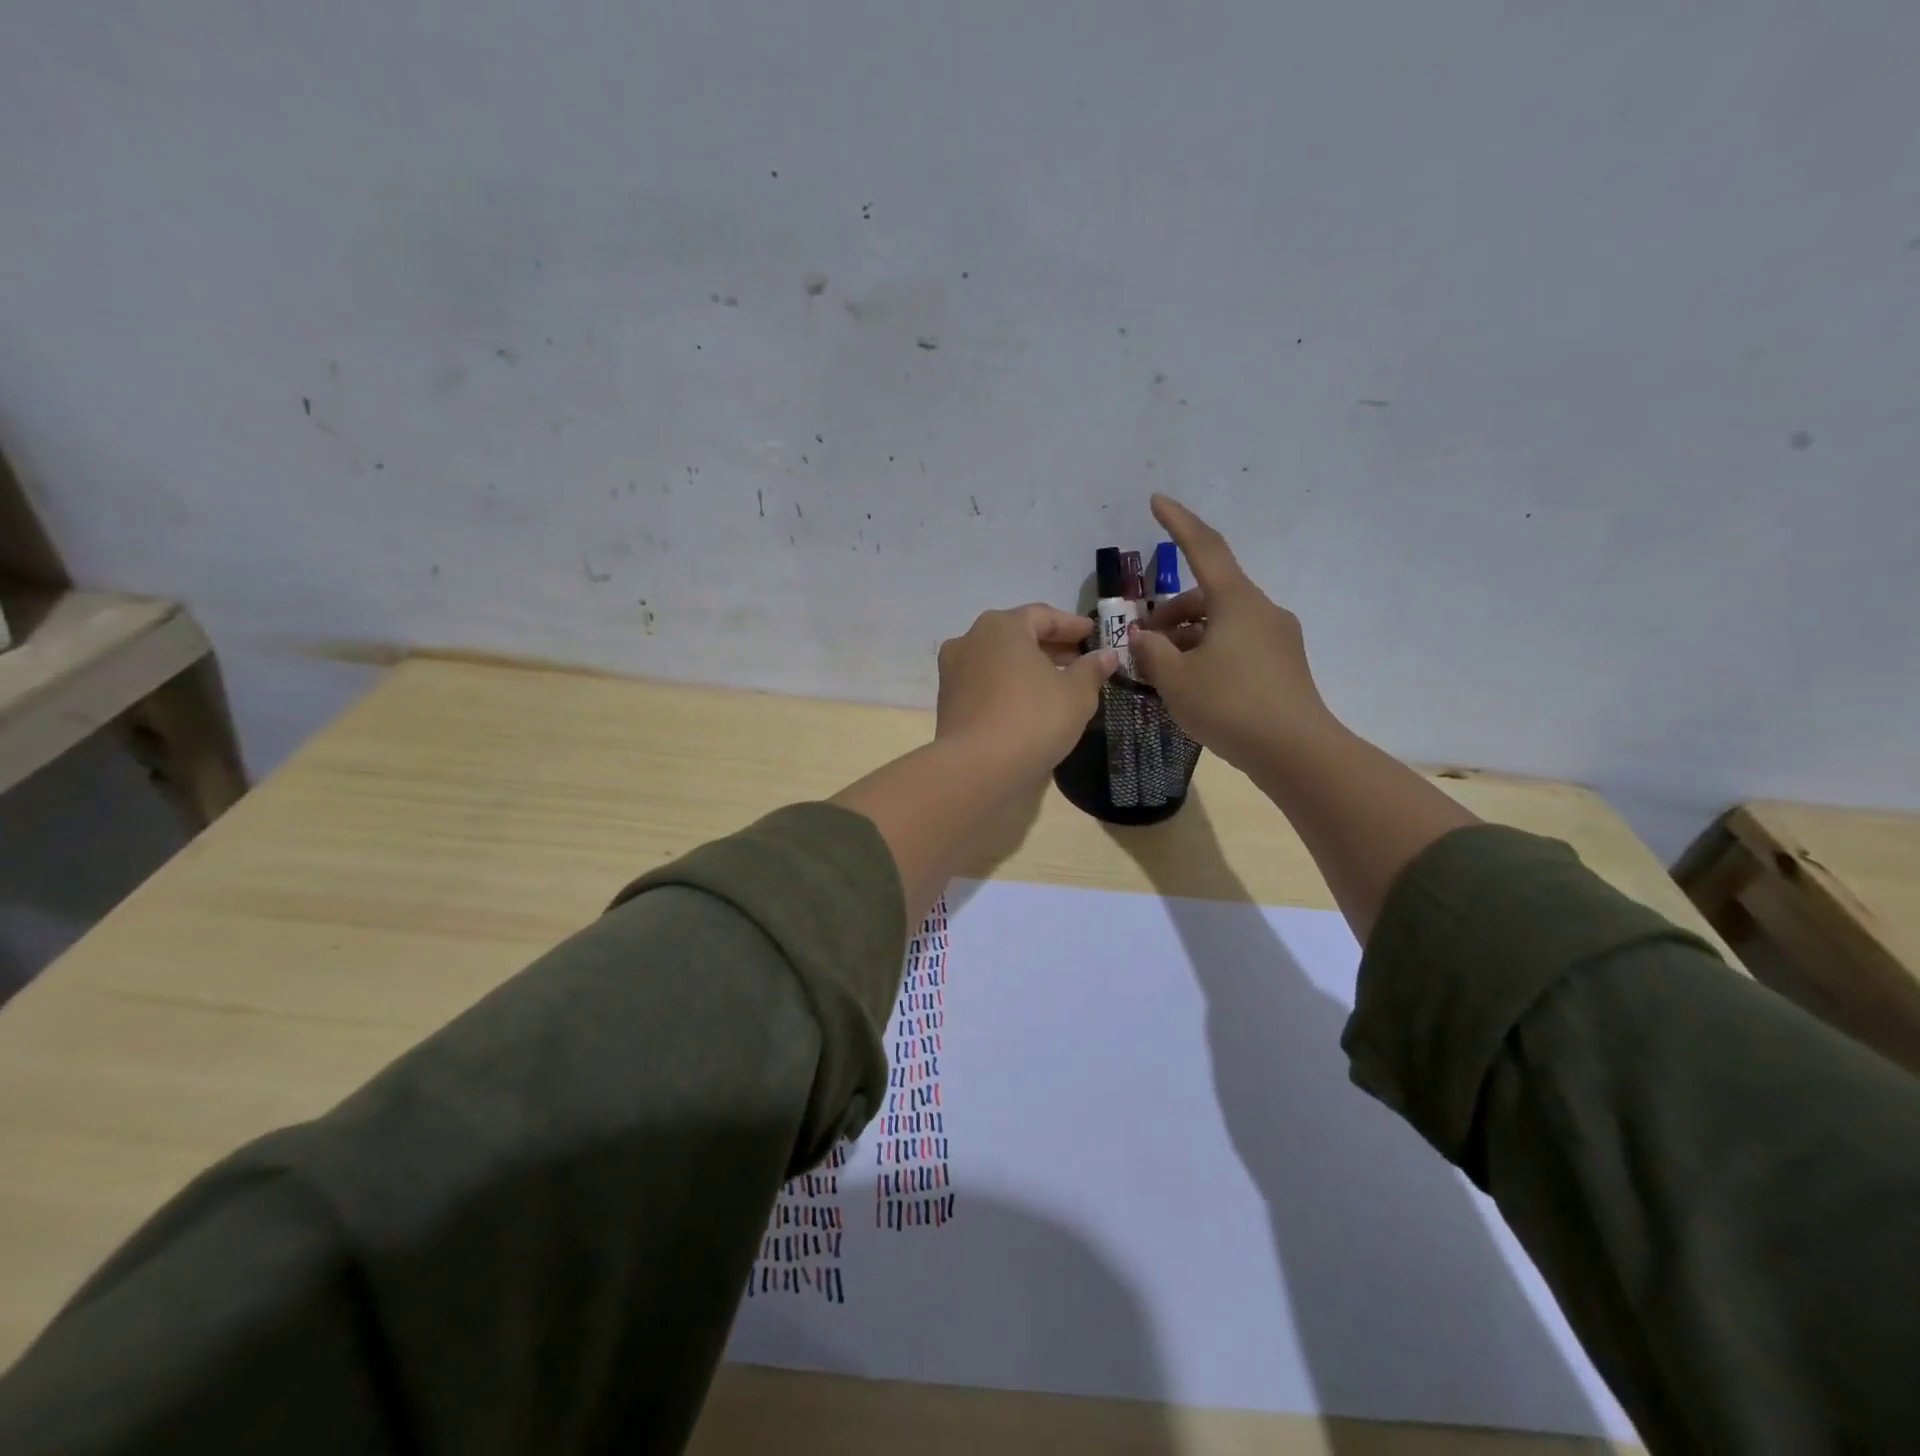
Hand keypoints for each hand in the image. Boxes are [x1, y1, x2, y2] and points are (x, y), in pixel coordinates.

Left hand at [936, 604, 1117, 777]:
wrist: (977, 768)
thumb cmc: (1033, 719)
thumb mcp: (1076, 694)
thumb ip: (1091, 670)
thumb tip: (1105, 656)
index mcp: (1001, 627)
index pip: (1042, 615)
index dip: (1071, 625)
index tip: (1092, 635)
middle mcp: (970, 640)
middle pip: (1017, 636)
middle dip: (1049, 647)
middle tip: (1079, 661)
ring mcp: (953, 672)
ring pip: (999, 661)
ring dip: (1027, 668)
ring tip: (1057, 685)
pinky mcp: (947, 702)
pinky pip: (985, 685)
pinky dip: (1008, 687)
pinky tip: (1028, 704)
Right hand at [1130, 494, 1337, 773]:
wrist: (1296, 752)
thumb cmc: (1230, 706)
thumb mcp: (1176, 679)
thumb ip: (1151, 651)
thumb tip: (1143, 638)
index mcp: (1236, 601)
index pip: (1203, 548)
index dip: (1178, 523)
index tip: (1156, 501)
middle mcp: (1261, 610)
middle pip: (1208, 595)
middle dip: (1171, 612)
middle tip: (1142, 642)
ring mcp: (1277, 638)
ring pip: (1222, 622)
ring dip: (1188, 636)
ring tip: (1162, 671)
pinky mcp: (1283, 665)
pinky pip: (1237, 644)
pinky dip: (1209, 652)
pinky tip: (1192, 684)